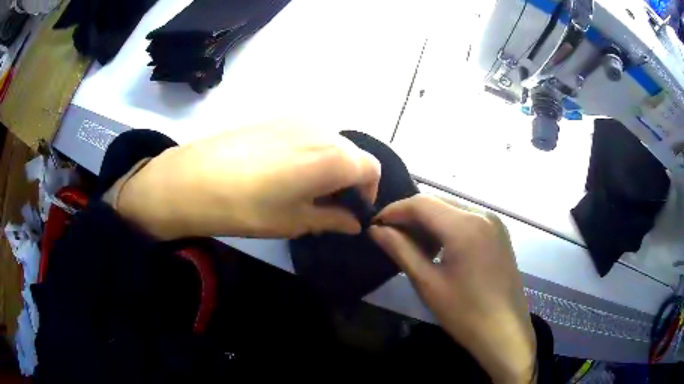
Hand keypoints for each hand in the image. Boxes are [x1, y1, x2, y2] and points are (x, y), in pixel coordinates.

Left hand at [115, 121, 380, 239]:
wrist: (195, 178)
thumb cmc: (250, 207)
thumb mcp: (296, 221)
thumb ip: (333, 219)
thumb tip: (354, 223)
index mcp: (335, 156)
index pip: (371, 170)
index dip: (368, 193)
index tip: (352, 211)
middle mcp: (323, 130)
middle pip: (352, 154)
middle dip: (349, 179)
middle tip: (328, 204)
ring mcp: (298, 119)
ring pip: (329, 142)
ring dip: (329, 165)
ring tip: (304, 188)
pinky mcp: (276, 117)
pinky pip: (307, 134)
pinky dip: (309, 153)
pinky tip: (283, 171)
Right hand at [369, 195, 535, 383]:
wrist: (505, 332)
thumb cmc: (465, 313)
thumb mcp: (428, 283)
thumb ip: (401, 250)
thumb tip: (376, 230)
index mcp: (465, 225)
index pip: (421, 203)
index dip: (394, 211)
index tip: (375, 225)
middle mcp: (483, 214)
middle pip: (438, 202)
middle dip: (411, 215)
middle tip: (390, 236)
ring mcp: (495, 222)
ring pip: (453, 209)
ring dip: (429, 221)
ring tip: (412, 244)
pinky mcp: (500, 233)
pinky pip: (467, 219)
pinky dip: (448, 227)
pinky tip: (438, 248)